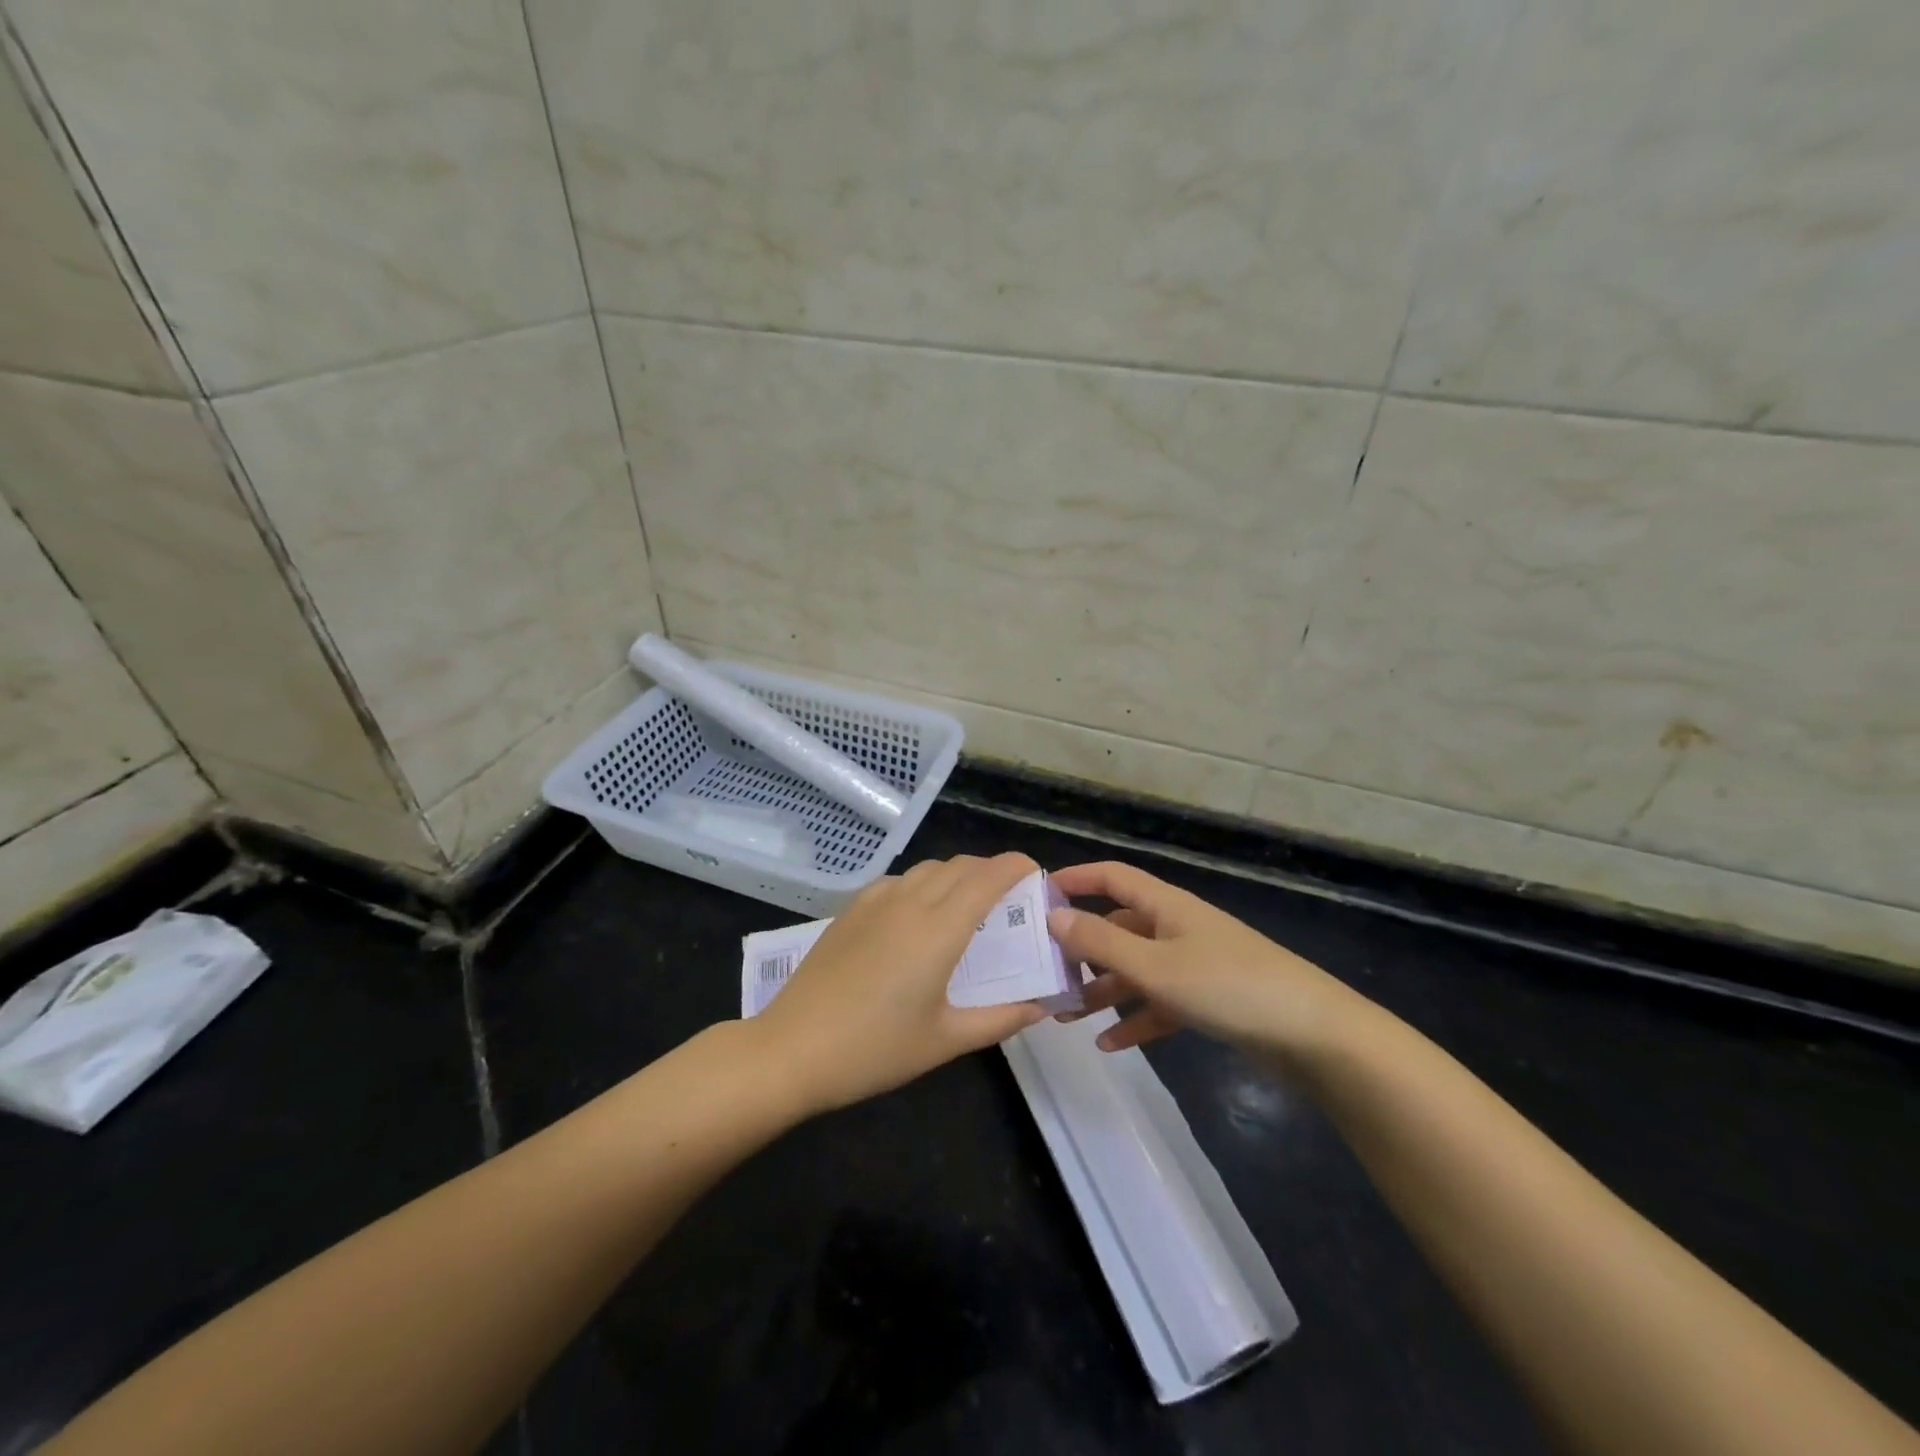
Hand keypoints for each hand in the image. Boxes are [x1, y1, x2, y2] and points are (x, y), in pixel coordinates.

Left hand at [751, 852, 1048, 1114]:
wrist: (792, 1049)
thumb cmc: (875, 1049)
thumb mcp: (945, 1041)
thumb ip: (999, 1019)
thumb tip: (1039, 1006)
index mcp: (939, 929)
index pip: (987, 877)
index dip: (1015, 866)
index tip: (1035, 873)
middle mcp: (910, 902)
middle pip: (960, 866)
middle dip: (991, 870)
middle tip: (1009, 897)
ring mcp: (875, 902)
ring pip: (928, 869)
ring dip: (956, 874)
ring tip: (967, 904)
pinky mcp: (850, 910)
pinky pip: (898, 880)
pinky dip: (923, 884)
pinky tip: (918, 914)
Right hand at [1045, 860, 1362, 1061]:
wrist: (1312, 1034)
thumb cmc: (1227, 986)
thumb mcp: (1155, 965)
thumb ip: (1101, 942)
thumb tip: (1053, 915)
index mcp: (1165, 906)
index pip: (1112, 877)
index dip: (1075, 879)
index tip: (1036, 896)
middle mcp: (1176, 928)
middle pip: (1118, 928)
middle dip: (1081, 949)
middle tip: (1044, 973)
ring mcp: (1194, 964)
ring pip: (1135, 969)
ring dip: (1102, 990)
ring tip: (1065, 1015)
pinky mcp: (1208, 999)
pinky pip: (1159, 1003)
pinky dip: (1135, 1020)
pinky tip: (1109, 1045)